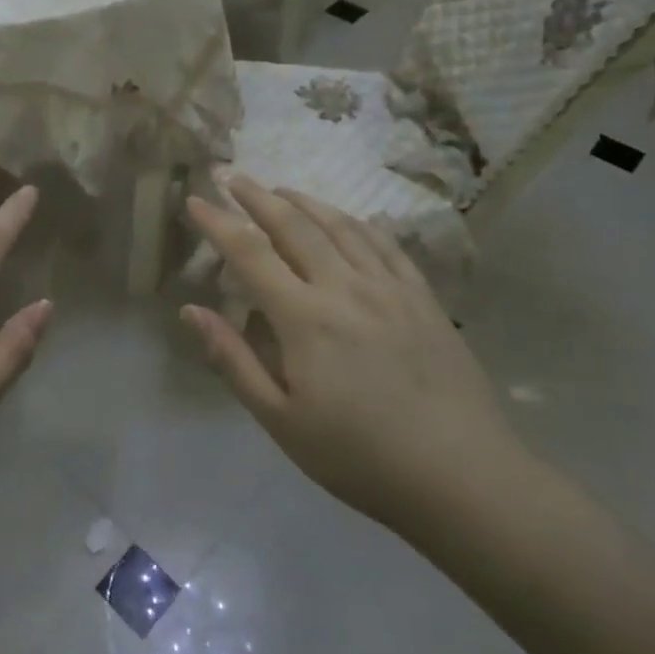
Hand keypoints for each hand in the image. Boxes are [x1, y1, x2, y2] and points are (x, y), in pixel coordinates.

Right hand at [182, 176, 525, 534]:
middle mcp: (345, 287)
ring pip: (339, 225)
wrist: (463, 479)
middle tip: (230, 174)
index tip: (193, 200)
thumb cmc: (359, 457)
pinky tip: (346, 217)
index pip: (249, 253)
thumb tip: (191, 310)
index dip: (217, 222)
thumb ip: (233, 360)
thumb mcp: (280, 420)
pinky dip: (356, 222)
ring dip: (303, 200)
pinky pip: (384, 243)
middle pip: (293, 224)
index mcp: (305, 318)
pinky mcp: (423, 297)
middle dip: (256, 195)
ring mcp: (389, 288)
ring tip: (278, 188)